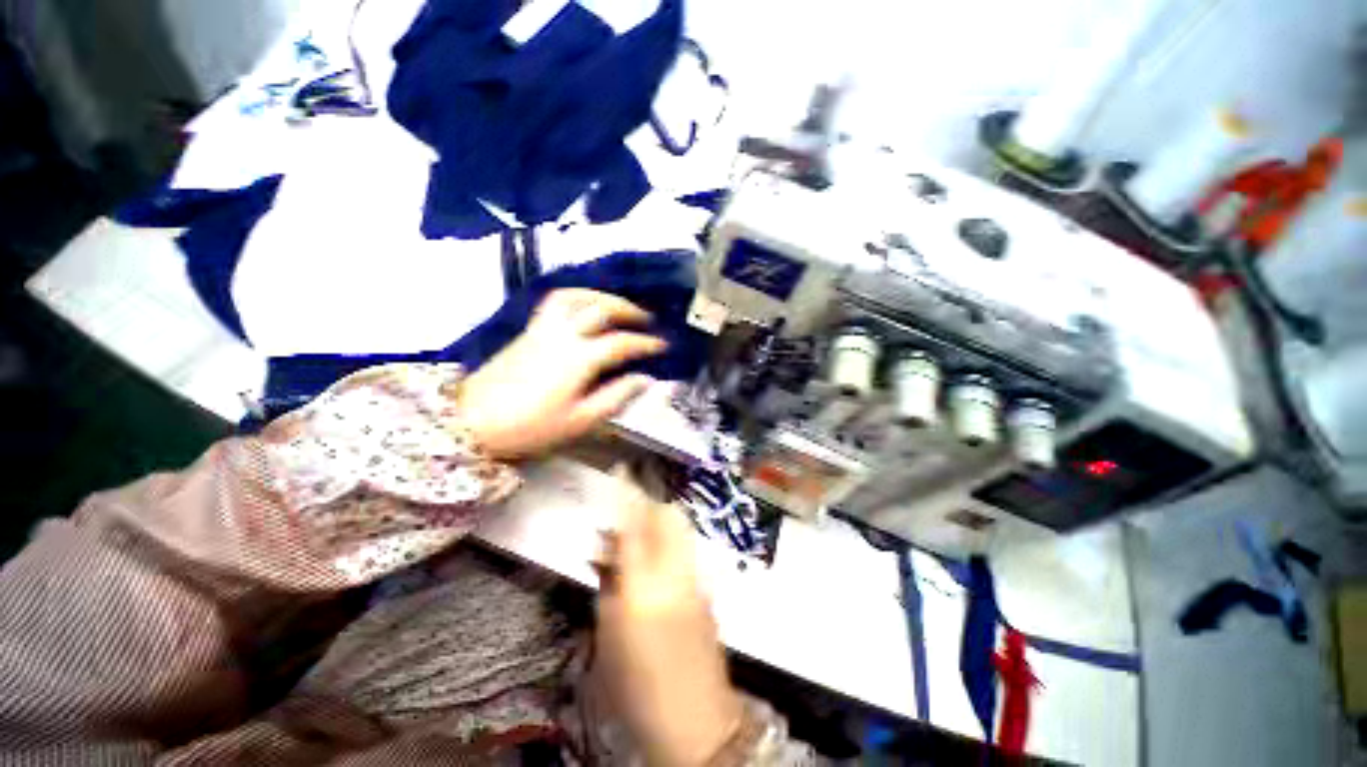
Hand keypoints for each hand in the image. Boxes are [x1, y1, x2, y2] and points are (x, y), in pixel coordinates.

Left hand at [459, 290, 666, 459]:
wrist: (473, 422)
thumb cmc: (531, 427)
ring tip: (617, 305)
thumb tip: (644, 380)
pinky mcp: (529, 329)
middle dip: (629, 310)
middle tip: (646, 318)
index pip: (621, 343)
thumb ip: (615, 397)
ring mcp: (543, 328)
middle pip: (600, 309)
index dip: (646, 343)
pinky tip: (585, 307)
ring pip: (576, 297)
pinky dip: (577, 297)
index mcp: (579, 360)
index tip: (663, 345)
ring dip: (602, 296)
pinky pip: (556, 301)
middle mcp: (563, 335)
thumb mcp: (580, 421)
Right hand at [595, 467, 743, 765]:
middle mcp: (676, 572)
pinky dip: (670, 543)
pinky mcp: (707, 589)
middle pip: (668, 515)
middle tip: (628, 510)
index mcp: (644, 586)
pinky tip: (656, 563)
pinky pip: (687, 550)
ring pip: (680, 529)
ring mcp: (697, 578)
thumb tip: (607, 549)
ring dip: (659, 522)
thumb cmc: (636, 686)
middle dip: (649, 502)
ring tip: (639, 536)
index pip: (634, 524)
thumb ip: (609, 583)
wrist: (695, 722)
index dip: (627, 492)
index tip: (622, 468)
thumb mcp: (608, 634)